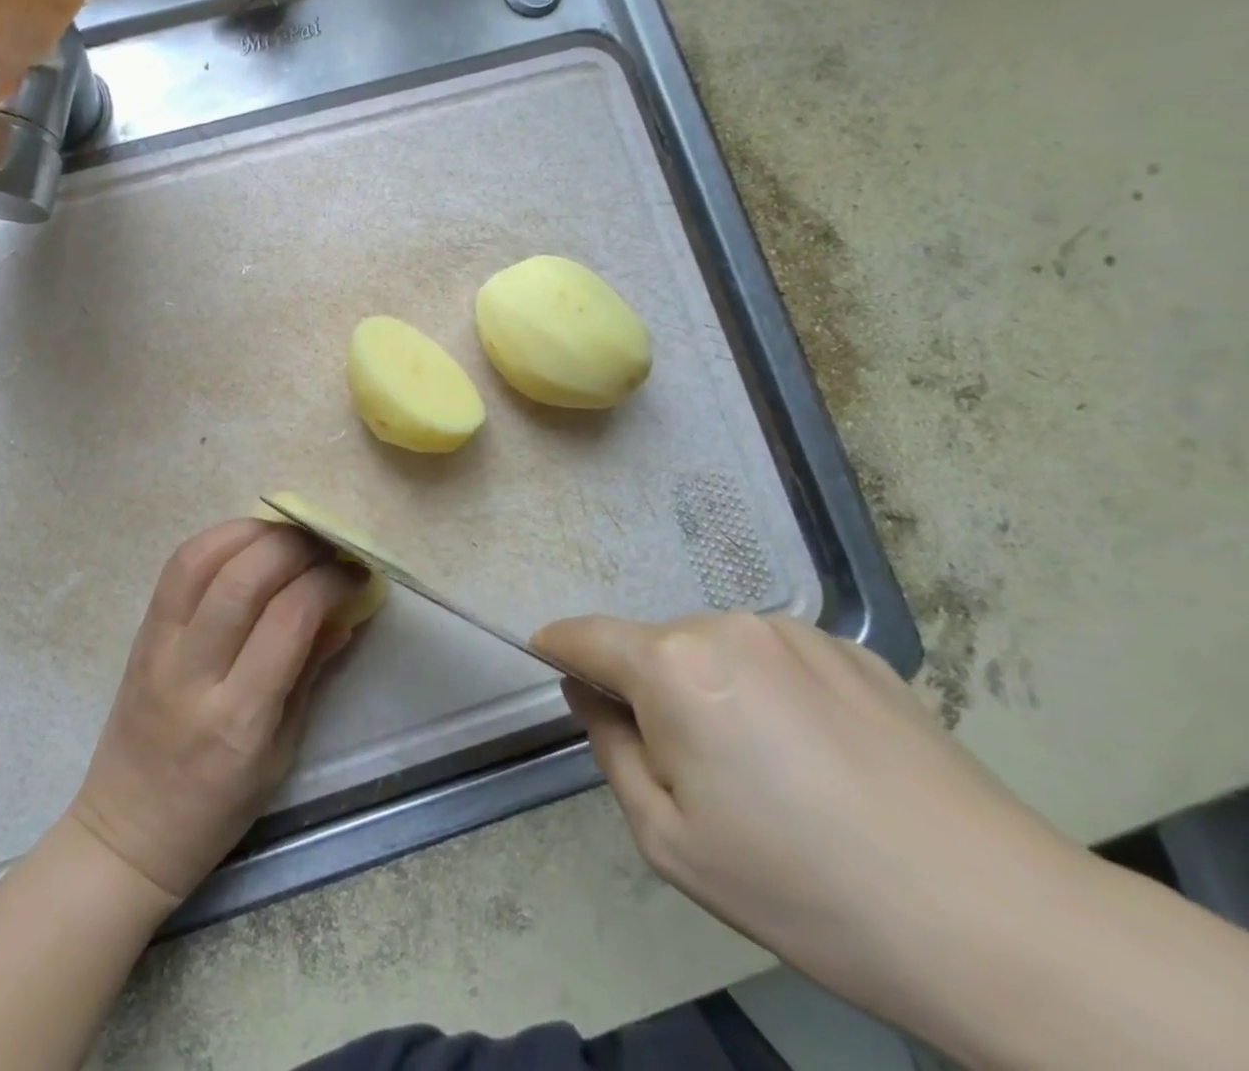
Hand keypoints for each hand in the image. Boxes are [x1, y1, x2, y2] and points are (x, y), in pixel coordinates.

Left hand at [68, 519, 362, 901]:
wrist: (127, 830)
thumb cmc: (216, 808)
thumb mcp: (280, 753)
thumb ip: (309, 673)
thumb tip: (343, 610)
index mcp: (238, 718)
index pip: (288, 620)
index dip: (329, 582)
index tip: (355, 572)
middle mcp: (192, 673)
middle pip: (242, 578)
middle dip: (294, 546)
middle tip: (326, 545)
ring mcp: (157, 647)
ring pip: (200, 560)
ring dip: (251, 531)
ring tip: (288, 534)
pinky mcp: (140, 632)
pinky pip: (177, 568)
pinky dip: (217, 541)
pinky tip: (247, 542)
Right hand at [530, 613, 1090, 1014]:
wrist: (996, 921)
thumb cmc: (803, 888)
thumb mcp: (670, 840)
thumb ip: (610, 748)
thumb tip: (588, 692)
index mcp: (672, 666)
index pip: (584, 635)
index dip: (558, 649)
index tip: (550, 665)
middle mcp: (725, 626)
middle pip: (654, 647)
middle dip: (650, 690)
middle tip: (694, 771)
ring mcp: (795, 631)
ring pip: (714, 650)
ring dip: (711, 689)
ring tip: (769, 770)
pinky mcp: (853, 649)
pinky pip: (776, 659)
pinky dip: (768, 691)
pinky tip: (821, 759)